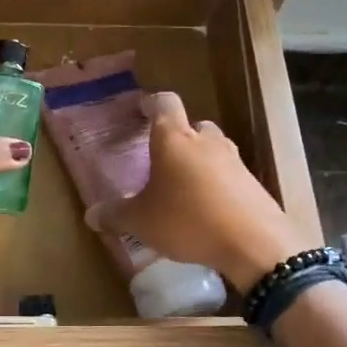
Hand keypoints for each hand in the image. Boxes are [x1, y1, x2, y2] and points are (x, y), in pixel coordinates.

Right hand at [85, 92, 310, 290]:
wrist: (255, 243)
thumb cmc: (188, 220)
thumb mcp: (141, 222)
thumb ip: (115, 215)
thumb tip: (91, 215)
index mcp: (174, 138)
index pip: (164, 103)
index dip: (151, 104)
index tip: (141, 111)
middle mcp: (206, 141)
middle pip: (193, 126)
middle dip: (178, 138)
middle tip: (162, 159)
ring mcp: (234, 161)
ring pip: (213, 150)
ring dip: (199, 162)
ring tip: (184, 188)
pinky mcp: (253, 184)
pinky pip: (229, 175)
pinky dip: (217, 185)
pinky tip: (208, 211)